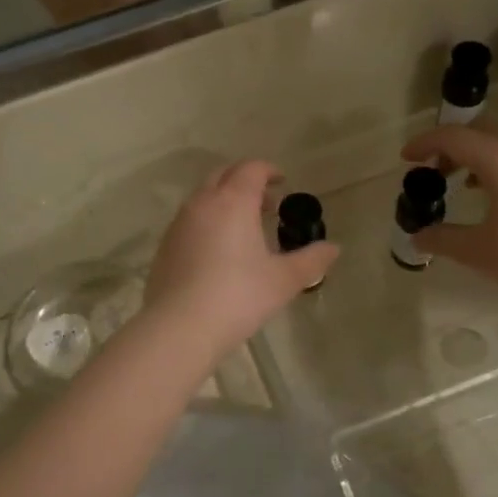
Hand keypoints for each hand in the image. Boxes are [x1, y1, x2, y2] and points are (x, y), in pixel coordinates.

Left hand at [143, 161, 338, 362]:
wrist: (180, 327)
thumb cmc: (239, 296)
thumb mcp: (283, 280)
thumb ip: (311, 260)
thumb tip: (333, 248)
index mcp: (233, 201)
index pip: (251, 169)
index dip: (269, 171)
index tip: (282, 183)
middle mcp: (203, 203)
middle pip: (223, 175)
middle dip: (245, 182)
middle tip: (266, 204)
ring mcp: (179, 224)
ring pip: (203, 198)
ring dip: (224, 202)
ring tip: (244, 229)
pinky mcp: (165, 246)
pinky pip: (189, 221)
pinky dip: (207, 222)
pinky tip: (218, 252)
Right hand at [401, 126, 497, 312]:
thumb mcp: (481, 252)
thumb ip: (443, 240)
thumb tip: (418, 237)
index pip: (452, 137)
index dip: (424, 144)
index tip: (406, 159)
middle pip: (481, 131)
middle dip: (452, 146)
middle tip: (435, 172)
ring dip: (481, 155)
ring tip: (467, 186)